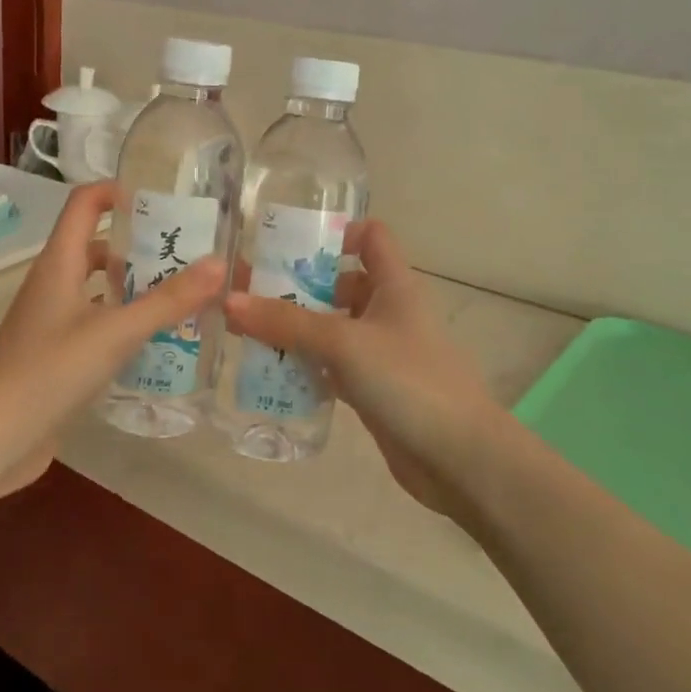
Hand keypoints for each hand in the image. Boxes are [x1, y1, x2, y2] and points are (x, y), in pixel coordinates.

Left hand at [0, 181, 223, 497]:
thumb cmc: (49, 372)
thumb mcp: (115, 332)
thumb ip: (168, 301)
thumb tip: (219, 264)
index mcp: (58, 264)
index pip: (83, 204)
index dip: (116, 192)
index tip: (160, 201)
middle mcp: (52, 284)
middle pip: (94, 246)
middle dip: (137, 245)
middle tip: (186, 254)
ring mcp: (50, 321)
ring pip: (95, 288)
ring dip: (132, 286)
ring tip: (181, 295)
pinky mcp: (55, 354)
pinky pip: (94, 322)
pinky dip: (122, 321)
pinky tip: (154, 340)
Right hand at [224, 220, 496, 513]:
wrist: (460, 458)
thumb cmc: (409, 381)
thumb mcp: (344, 342)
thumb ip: (286, 322)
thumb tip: (230, 300)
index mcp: (395, 285)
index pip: (371, 236)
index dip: (336, 232)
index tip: (289, 244)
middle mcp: (388, 311)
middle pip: (340, 283)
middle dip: (297, 285)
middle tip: (248, 292)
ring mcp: (381, 352)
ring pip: (332, 327)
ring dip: (295, 328)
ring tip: (246, 330)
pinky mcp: (373, 388)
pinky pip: (331, 365)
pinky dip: (306, 365)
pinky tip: (270, 370)